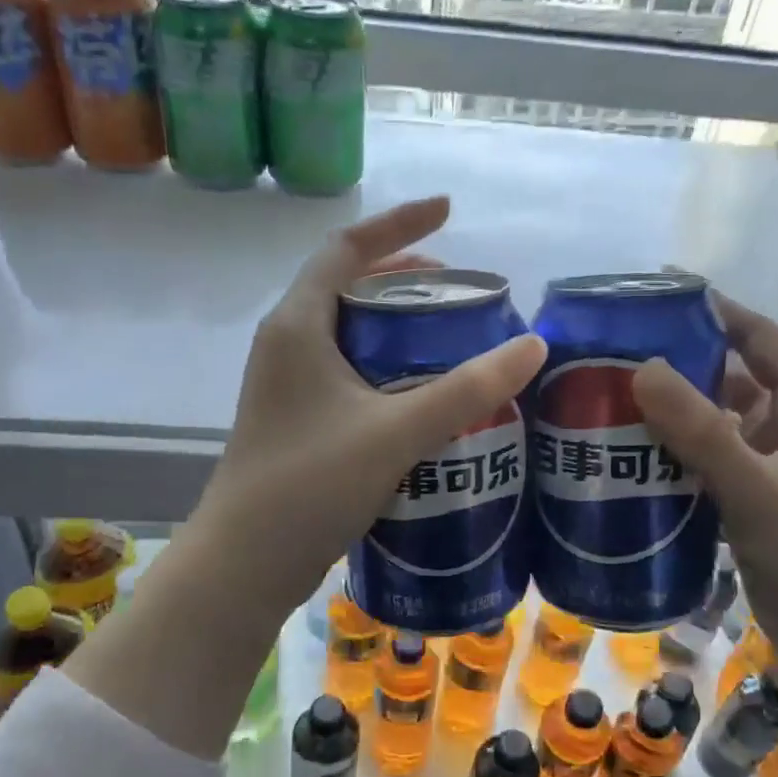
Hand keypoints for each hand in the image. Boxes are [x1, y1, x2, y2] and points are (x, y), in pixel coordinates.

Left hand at [193, 196, 546, 617]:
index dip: (399, 224)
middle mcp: (286, 344)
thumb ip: (466, 389)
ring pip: (348, 333)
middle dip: (404, 277)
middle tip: (459, 290)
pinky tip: (423, 396)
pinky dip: (386, 367)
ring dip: (396, 325)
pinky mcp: (298, 421)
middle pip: (347, 286)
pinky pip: (347, 373)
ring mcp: (287, 385)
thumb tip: (533, 346)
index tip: (449, 211)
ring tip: (450, 336)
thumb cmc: (310, 485)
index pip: (347, 248)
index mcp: (298, 325)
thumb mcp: (396, 432)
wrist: (244, 565)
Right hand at [632, 294, 777, 663]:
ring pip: (718, 431)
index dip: (720, 315)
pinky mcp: (758, 510)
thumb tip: (643, 368)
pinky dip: (677, 463)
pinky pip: (711, 471)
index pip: (764, 341)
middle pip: (732, 384)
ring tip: (611, 410)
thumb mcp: (760, 491)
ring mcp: (776, 474)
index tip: (662, 299)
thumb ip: (702, 433)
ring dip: (674, 422)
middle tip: (615, 362)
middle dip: (680, 371)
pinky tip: (633, 467)